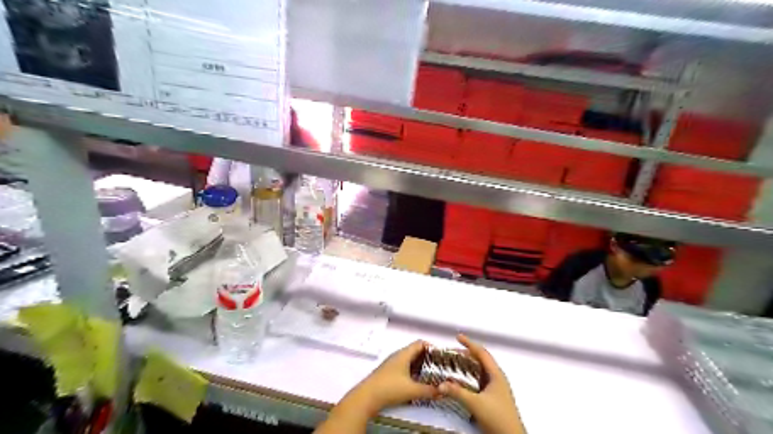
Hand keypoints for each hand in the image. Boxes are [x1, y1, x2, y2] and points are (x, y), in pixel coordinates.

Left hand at [347, 342, 436, 414]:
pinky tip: (416, 382)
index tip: (440, 355)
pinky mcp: (388, 373)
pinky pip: (404, 367)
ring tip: (430, 374)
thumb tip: (441, 391)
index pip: (420, 343)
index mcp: (403, 354)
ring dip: (420, 365)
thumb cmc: (388, 388)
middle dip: (427, 357)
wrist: (366, 397)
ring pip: (409, 360)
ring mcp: (392, 364)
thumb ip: (429, 391)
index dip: (431, 347)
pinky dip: (412, 371)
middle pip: (415, 351)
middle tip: (438, 366)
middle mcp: (397, 356)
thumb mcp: (412, 390)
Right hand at [442, 336, 524, 433]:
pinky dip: (470, 376)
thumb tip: (441, 384)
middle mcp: (497, 378)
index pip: (481, 353)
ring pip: (480, 370)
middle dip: (467, 354)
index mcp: (496, 374)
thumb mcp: (475, 404)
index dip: (469, 343)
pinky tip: (463, 381)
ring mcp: (496, 388)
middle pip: (481, 360)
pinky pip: (480, 380)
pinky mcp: (494, 397)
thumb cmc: (498, 419)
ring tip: (455, 364)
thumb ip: (458, 393)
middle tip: (452, 353)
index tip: (458, 337)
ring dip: (468, 365)